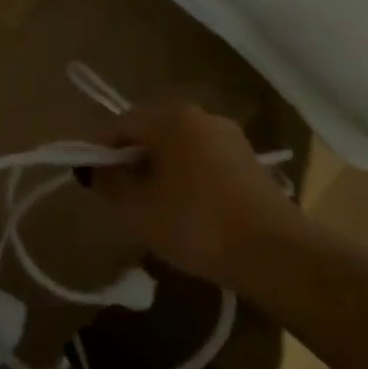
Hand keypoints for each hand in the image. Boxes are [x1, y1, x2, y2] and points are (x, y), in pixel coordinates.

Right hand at [88, 99, 295, 285]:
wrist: (274, 252)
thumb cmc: (196, 224)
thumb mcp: (138, 209)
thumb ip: (109, 184)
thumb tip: (95, 170)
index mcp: (171, 118)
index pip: (120, 125)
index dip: (100, 152)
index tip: (93, 183)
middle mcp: (200, 116)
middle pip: (150, 132)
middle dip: (130, 161)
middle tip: (121, 199)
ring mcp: (228, 136)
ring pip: (178, 147)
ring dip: (159, 170)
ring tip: (154, 209)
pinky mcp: (248, 160)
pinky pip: (202, 160)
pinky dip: (186, 177)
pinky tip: (188, 212)